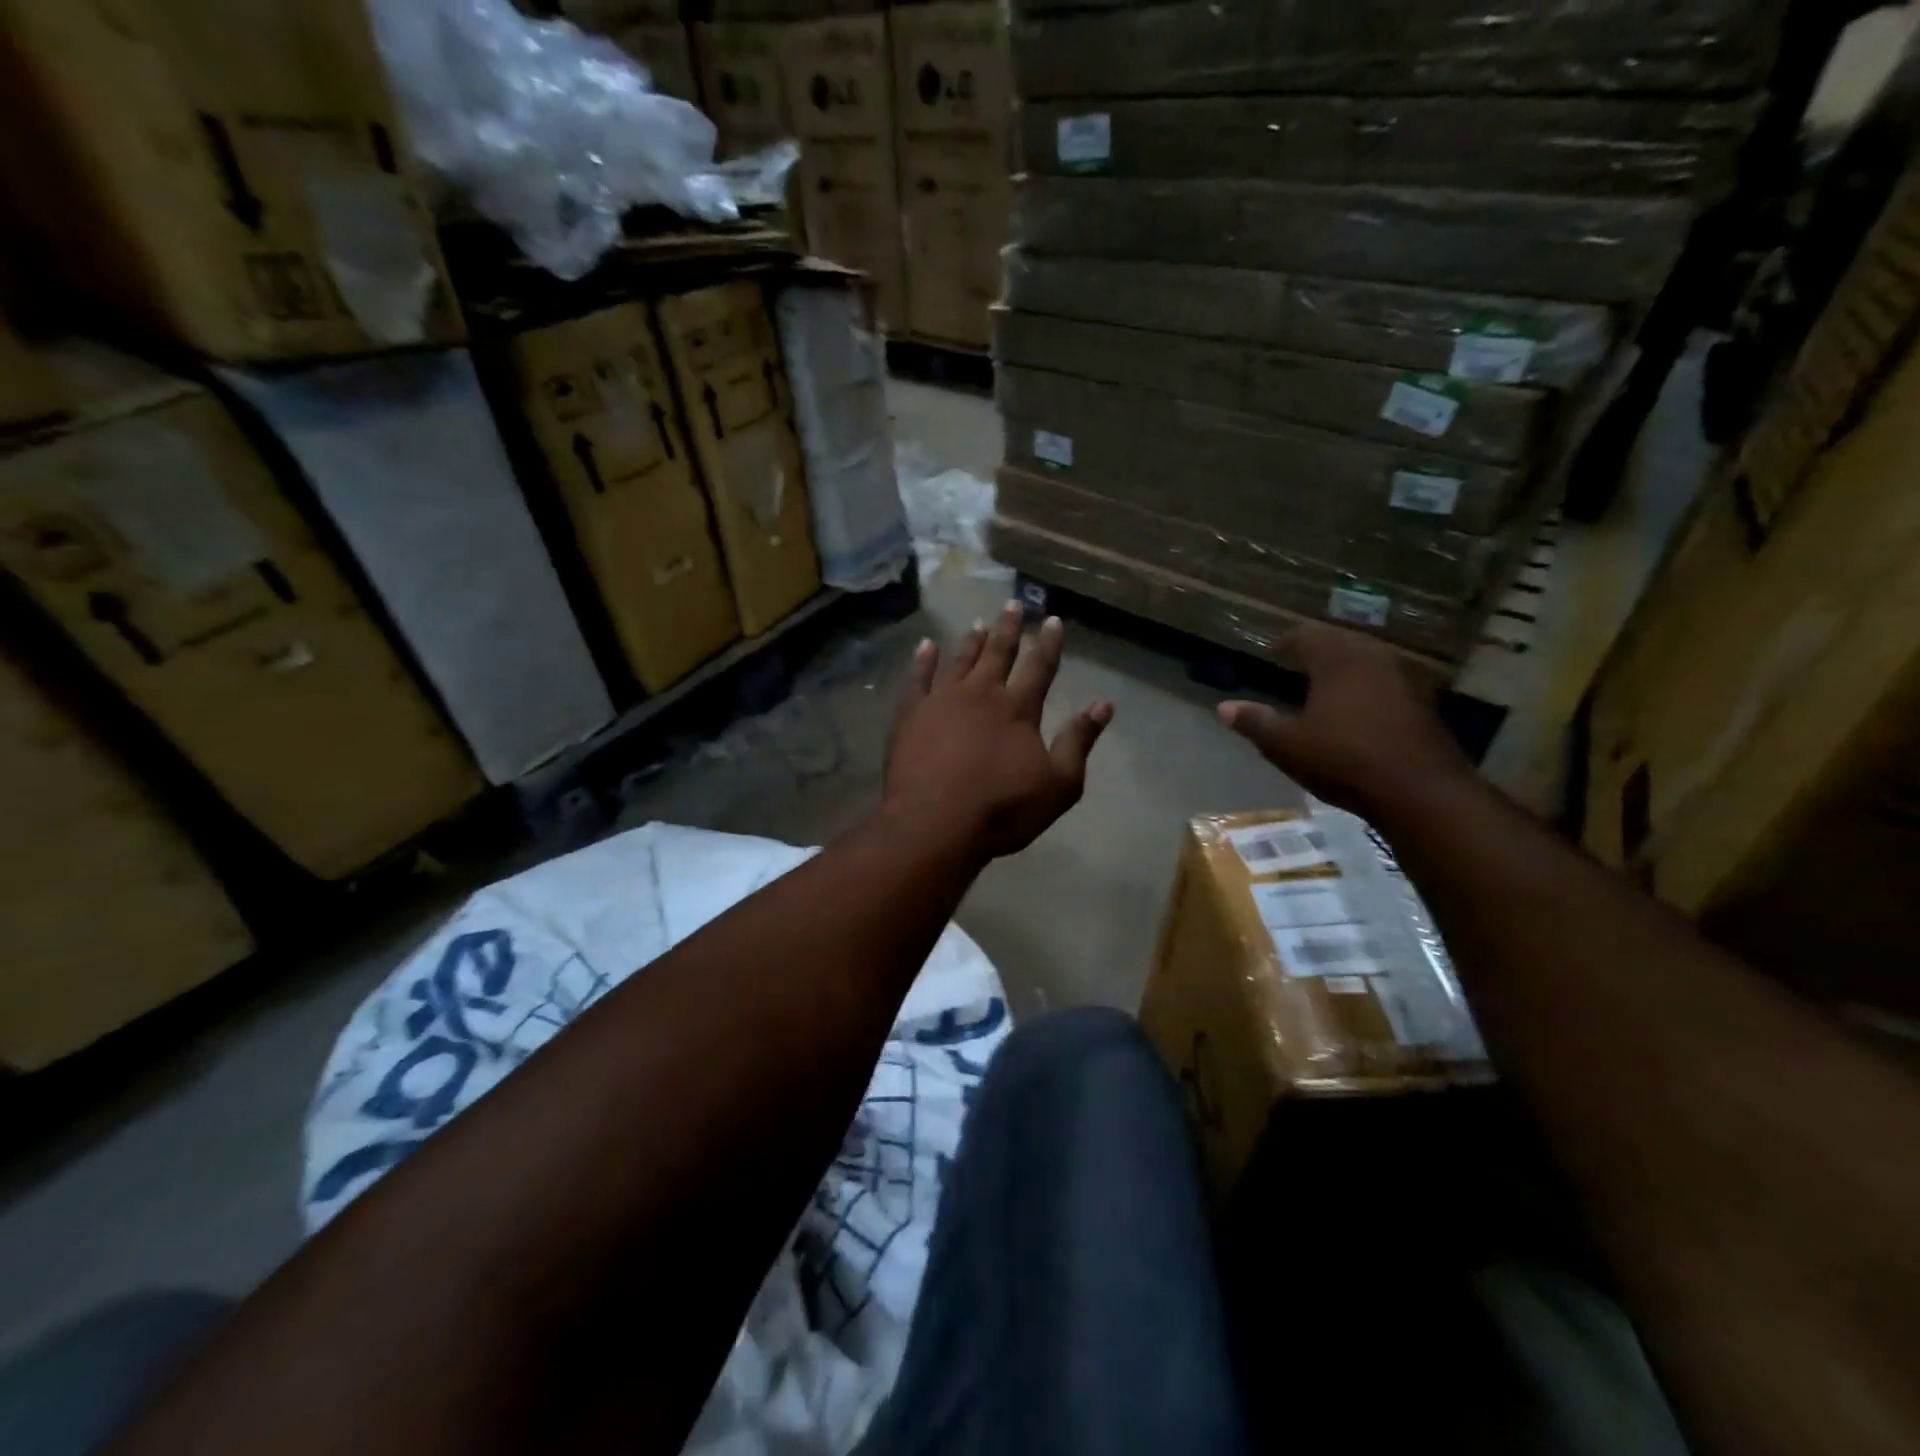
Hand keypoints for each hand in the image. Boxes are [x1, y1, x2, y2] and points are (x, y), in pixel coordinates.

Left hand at [885, 601, 1113, 860]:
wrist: (935, 824)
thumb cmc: (1002, 809)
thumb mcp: (1058, 784)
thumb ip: (1079, 741)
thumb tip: (1104, 705)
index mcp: (1018, 709)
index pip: (1039, 667)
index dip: (1048, 643)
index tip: (1053, 620)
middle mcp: (981, 694)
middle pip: (998, 652)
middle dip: (1009, 628)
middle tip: (1013, 604)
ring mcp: (942, 700)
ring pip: (960, 660)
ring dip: (971, 640)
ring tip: (979, 622)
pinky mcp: (911, 714)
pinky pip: (917, 678)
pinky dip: (923, 660)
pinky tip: (926, 646)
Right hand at [1217, 623, 1470, 818]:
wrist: (1420, 791)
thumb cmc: (1344, 760)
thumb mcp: (1286, 745)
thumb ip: (1255, 722)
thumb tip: (1223, 707)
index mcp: (1337, 660)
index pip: (1306, 635)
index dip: (1286, 642)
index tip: (1273, 652)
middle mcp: (1373, 657)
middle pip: (1340, 641)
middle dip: (1318, 650)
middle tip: (1297, 663)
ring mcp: (1405, 678)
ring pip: (1368, 659)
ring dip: (1346, 666)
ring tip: (1327, 684)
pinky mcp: (1424, 702)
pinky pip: (1388, 681)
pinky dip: (1368, 686)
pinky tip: (1360, 708)